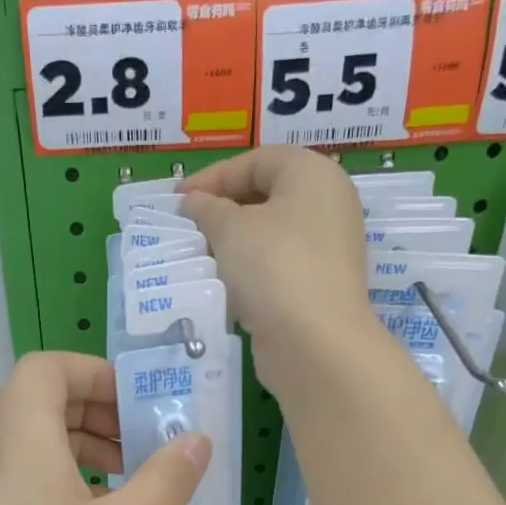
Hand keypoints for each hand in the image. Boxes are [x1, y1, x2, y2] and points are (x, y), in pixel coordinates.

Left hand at [0, 353, 210, 504]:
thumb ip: (168, 478)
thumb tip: (198, 438)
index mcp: (21, 437)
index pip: (47, 368)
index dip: (96, 372)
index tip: (140, 404)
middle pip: (40, 402)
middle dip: (98, 411)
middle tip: (142, 443)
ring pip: (35, 444)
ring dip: (84, 448)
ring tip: (129, 484)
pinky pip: (27, 481)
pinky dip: (66, 482)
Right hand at [181, 147, 374, 380]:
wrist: (314, 343)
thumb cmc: (273, 268)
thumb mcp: (230, 228)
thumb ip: (207, 208)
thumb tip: (194, 202)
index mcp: (314, 175)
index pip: (257, 161)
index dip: (213, 176)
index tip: (177, 200)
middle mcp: (328, 206)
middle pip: (265, 197)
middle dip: (222, 211)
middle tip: (187, 229)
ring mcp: (326, 250)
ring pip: (269, 236)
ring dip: (232, 245)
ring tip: (199, 258)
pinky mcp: (317, 288)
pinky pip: (275, 269)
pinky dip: (248, 273)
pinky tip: (222, 287)